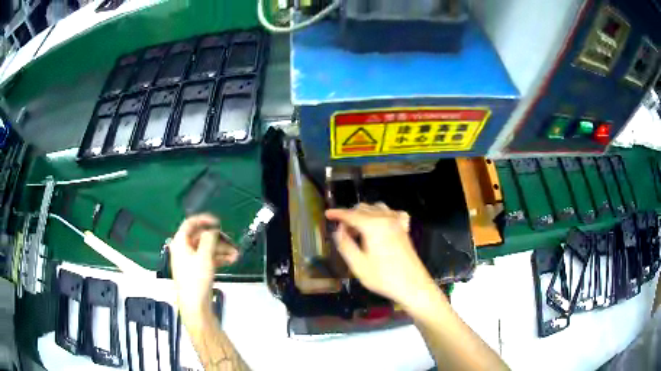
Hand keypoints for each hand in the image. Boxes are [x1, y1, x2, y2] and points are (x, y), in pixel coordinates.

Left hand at [170, 214, 238, 321]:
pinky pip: (207, 259)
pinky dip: (218, 258)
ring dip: (221, 250)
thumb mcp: (204, 256)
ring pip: (206, 249)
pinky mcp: (196, 271)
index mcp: (180, 242)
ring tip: (236, 255)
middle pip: (201, 238)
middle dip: (218, 239)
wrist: (194, 305)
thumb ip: (209, 239)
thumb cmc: (196, 279)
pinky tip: (231, 260)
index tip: (219, 222)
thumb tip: (213, 231)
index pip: (190, 223)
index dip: (204, 219)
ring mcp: (189, 261)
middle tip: (233, 243)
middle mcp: (183, 249)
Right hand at [326, 203, 438, 308]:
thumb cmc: (384, 278)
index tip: (328, 214)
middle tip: (343, 232)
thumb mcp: (358, 265)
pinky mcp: (404, 229)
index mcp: (373, 226)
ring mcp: (397, 223)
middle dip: (350, 216)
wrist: (413, 285)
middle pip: (363, 209)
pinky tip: (380, 224)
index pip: (350, 215)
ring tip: (357, 230)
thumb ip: (345, 245)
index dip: (337, 213)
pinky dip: (382, 214)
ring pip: (377, 208)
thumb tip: (338, 231)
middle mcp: (386, 219)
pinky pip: (392, 213)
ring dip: (364, 214)